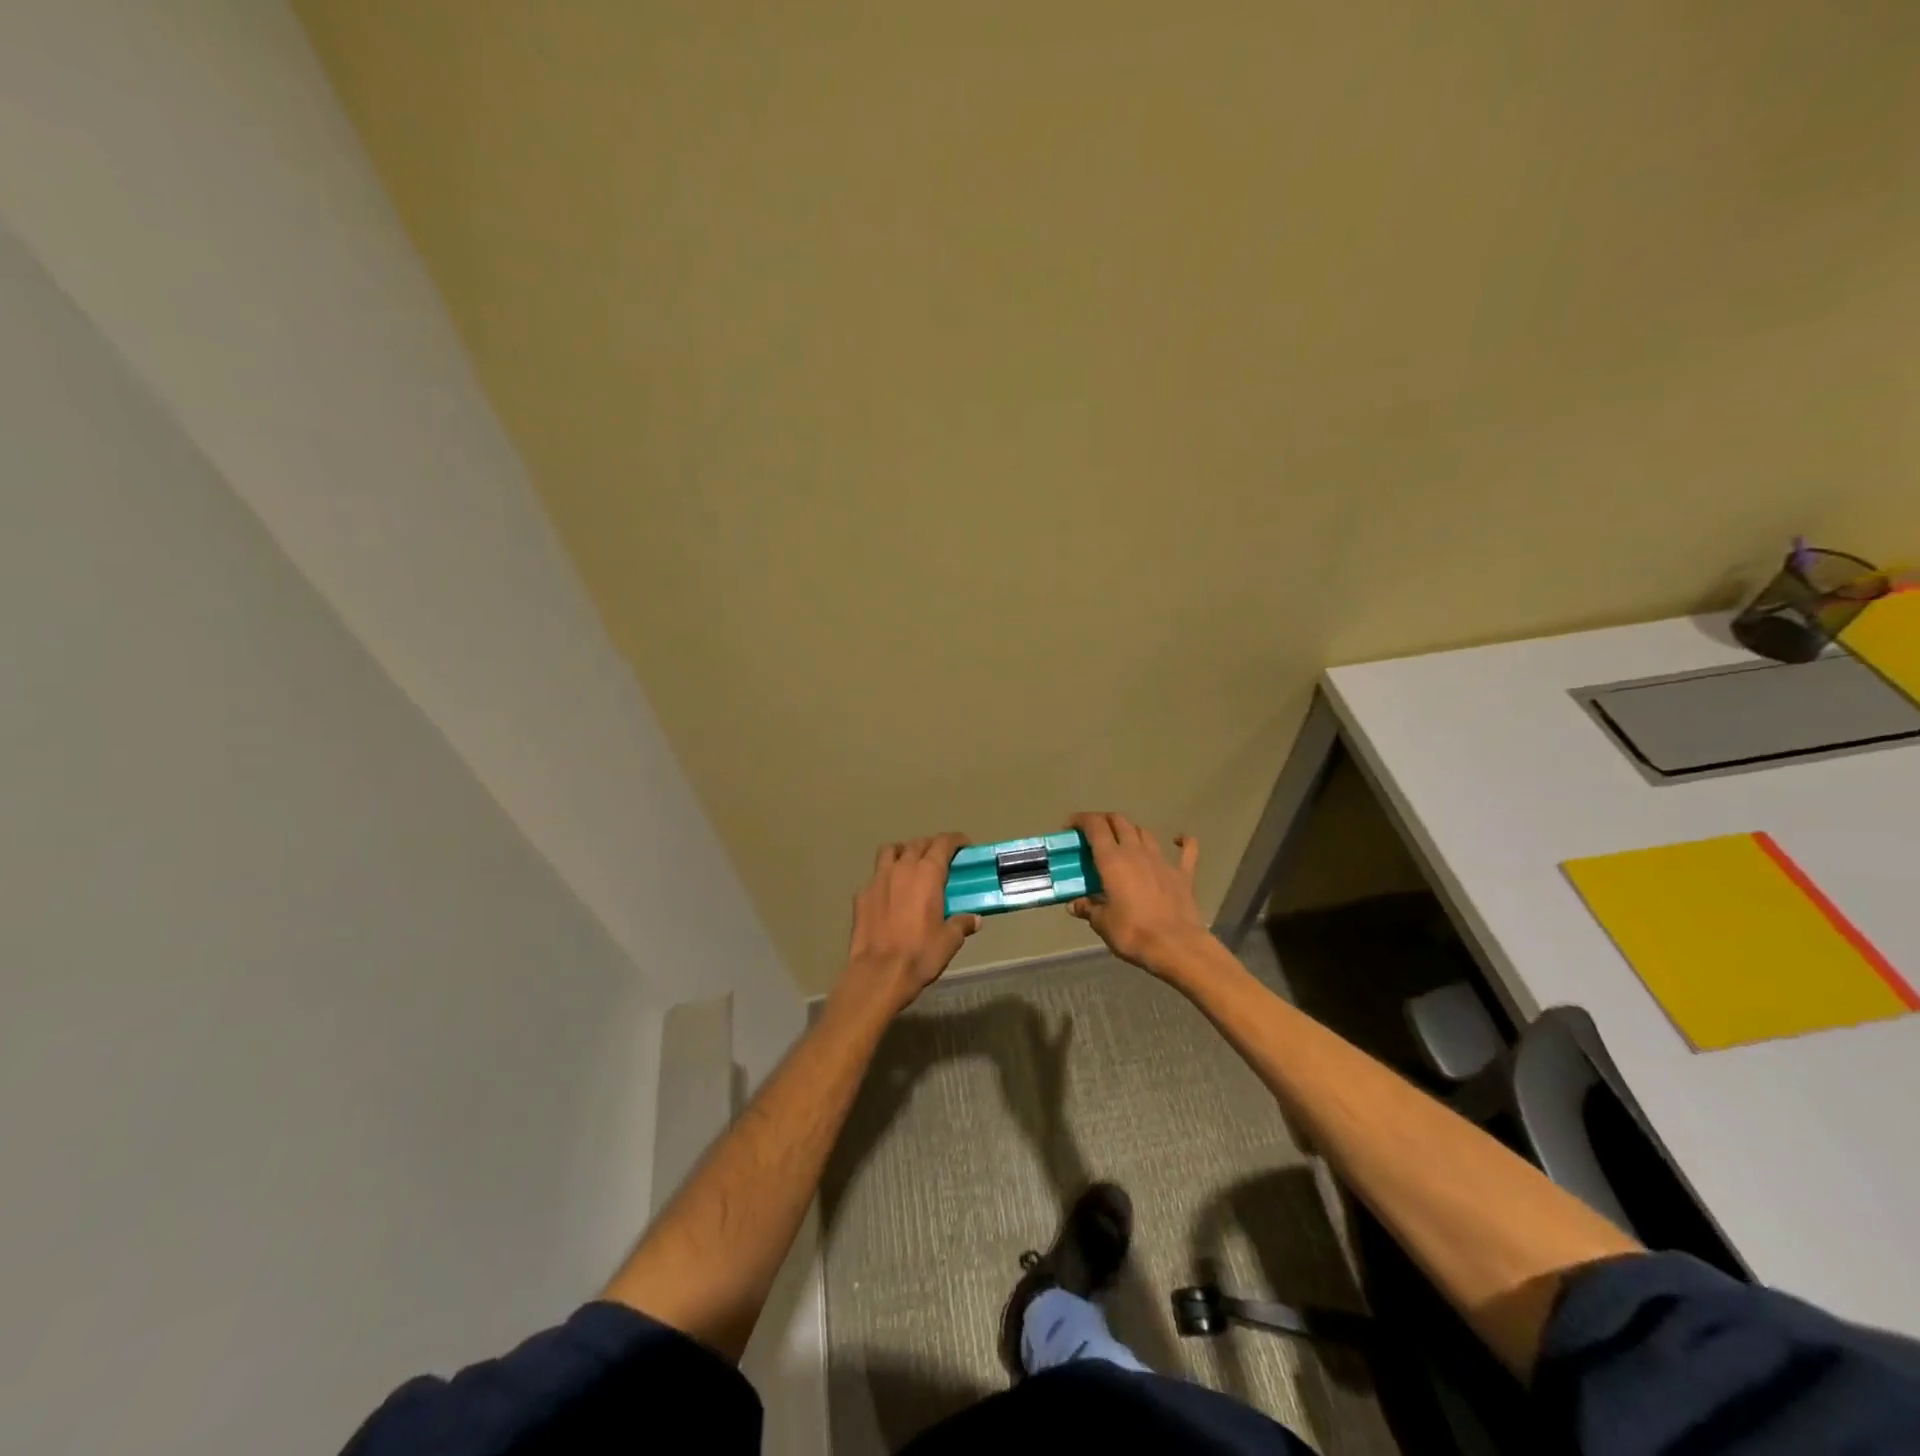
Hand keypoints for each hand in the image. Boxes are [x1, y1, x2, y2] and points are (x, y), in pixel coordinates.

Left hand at [836, 834, 980, 1017]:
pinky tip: (890, 894)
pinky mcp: (861, 895)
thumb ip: (962, 924)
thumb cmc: (920, 954)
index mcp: (927, 874)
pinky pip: (875, 876)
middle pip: (917, 843)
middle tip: (941, 858)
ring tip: (911, 865)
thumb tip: (974, 919)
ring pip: (891, 851)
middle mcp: (902, 868)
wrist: (878, 973)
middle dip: (931, 845)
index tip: (963, 845)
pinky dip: (885, 877)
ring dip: (904, 852)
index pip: (943, 843)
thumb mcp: (949, 941)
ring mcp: (878, 879)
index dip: (955, 840)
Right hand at [1068, 812, 1210, 975]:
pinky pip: (1187, 850)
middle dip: (1104, 821)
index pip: (1095, 826)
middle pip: (1119, 821)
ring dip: (1131, 831)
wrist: (1176, 946)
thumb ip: (1088, 908)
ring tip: (1123, 842)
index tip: (1070, 827)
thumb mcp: (1102, 923)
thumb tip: (1075, 904)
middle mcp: (1136, 851)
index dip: (1081, 820)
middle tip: (1093, 834)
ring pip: (1144, 832)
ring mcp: (1162, 860)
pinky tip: (1179, 840)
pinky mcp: (1183, 873)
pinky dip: (1183, 842)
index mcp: (1112, 859)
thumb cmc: (1132, 933)